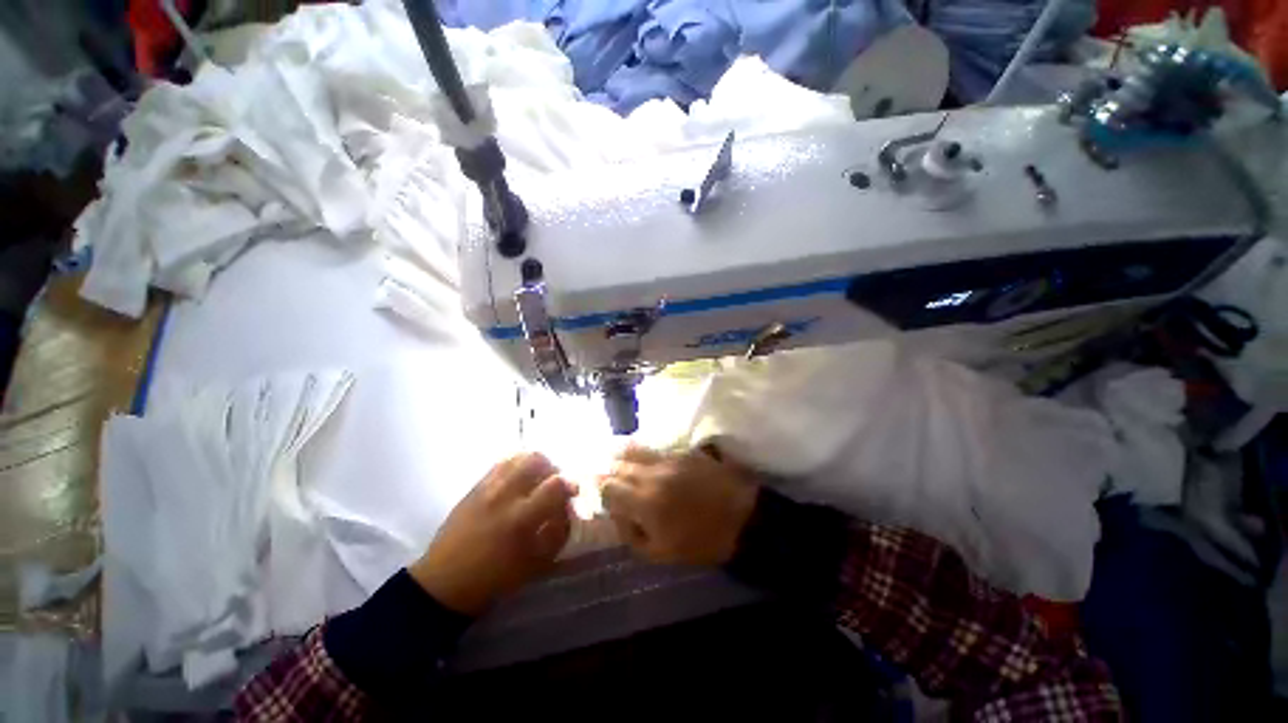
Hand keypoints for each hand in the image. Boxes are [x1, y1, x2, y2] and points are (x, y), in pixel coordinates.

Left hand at [409, 453, 575, 614]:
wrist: (444, 582)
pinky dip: (516, 465)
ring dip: (535, 464)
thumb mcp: (536, 563)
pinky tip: (518, 480)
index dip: (570, 484)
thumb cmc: (494, 578)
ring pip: (518, 457)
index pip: (555, 485)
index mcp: (521, 518)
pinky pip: (501, 463)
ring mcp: (487, 487)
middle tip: (554, 483)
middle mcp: (504, 495)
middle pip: (537, 460)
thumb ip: (558, 532)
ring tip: (536, 479)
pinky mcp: (475, 486)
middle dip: (552, 468)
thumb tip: (569, 509)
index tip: (574, 491)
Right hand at [599, 445, 758, 565]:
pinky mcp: (683, 451)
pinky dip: (643, 454)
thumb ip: (631, 534)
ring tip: (617, 462)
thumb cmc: (702, 542)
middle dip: (607, 471)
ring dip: (622, 458)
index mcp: (645, 502)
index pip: (609, 487)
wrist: (743, 518)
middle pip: (618, 465)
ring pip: (635, 451)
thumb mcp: (661, 553)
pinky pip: (655, 449)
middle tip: (602, 475)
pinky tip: (643, 459)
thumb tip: (617, 514)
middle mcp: (652, 474)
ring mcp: (669, 458)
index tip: (597, 493)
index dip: (599, 490)